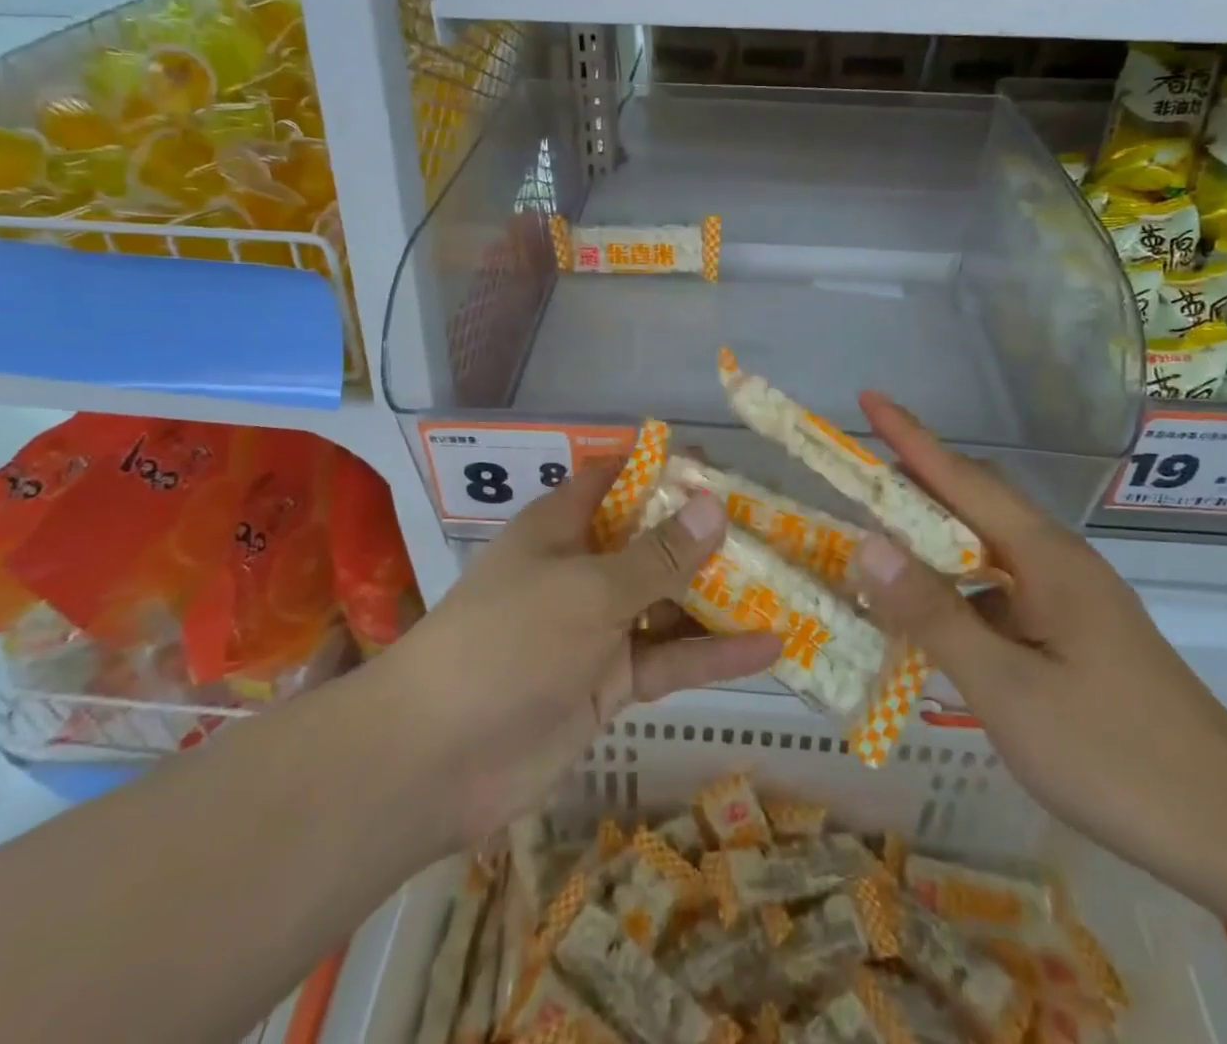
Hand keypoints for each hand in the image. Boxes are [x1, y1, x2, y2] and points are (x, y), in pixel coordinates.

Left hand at [385, 464, 781, 850]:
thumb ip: (657, 555)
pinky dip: (714, 653)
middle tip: (777, 528)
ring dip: (721, 595)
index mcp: (564, 526)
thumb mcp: (590, 589)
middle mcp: (583, 568)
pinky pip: (669, 657)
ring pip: (669, 600)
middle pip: (653, 539)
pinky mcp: (611, 682)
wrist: (438, 759)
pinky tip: (770, 647)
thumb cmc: (510, 642)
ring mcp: (598, 627)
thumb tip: (714, 504)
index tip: (724, 467)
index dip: (665, 469)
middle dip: (708, 535)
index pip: (618, 479)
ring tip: (788, 583)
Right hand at [850, 393, 1226, 883]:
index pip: (962, 477)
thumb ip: (933, 614)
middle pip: (974, 499)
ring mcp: (1067, 597)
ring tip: (872, 544)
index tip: (866, 397)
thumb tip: (865, 544)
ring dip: (929, 537)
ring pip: (984, 546)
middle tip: (850, 483)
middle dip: (912, 480)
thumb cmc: (1115, 754)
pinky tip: (925, 615)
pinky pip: (996, 588)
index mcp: (1044, 557)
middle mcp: (1056, 561)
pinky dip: (952, 585)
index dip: (909, 436)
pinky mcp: (1071, 632)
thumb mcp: (1007, 689)